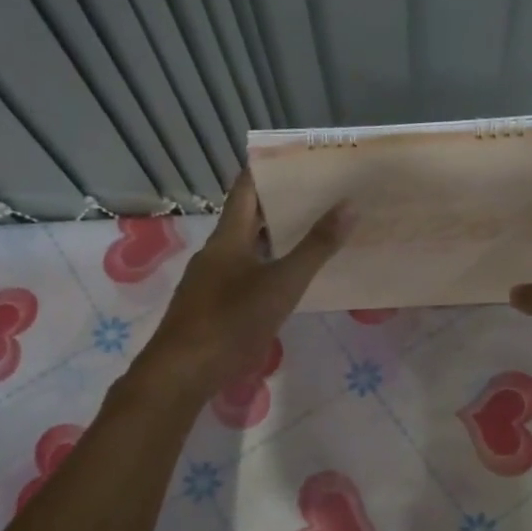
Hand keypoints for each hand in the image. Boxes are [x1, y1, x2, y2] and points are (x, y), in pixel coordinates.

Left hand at [132, 172, 350, 405]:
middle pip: (248, 217)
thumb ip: (316, 247)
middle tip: (320, 194)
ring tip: (311, 232)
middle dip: (280, 204)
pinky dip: (266, 267)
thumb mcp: (282, 284)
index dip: (269, 169)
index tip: (299, 158)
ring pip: (246, 248)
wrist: (182, 373)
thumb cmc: (231, 321)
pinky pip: (242, 274)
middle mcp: (216, 252)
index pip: (247, 188)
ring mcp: (210, 280)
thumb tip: (349, 205)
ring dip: (274, 238)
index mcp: (228, 237)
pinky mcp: (211, 306)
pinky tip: (286, 280)